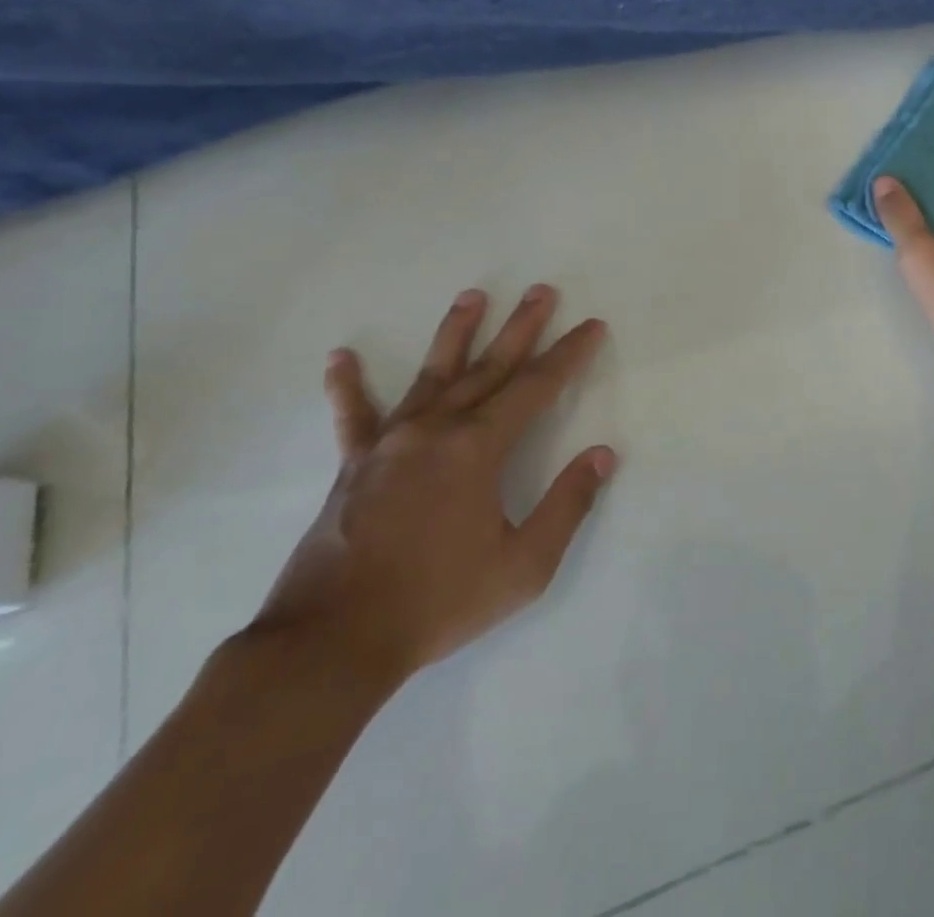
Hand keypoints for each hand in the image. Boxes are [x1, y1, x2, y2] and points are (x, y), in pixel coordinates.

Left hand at [248, 286, 616, 685]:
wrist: (331, 643)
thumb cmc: (438, 602)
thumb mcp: (523, 566)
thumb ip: (568, 505)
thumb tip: (602, 455)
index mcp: (478, 448)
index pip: (536, 386)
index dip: (569, 354)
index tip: (591, 325)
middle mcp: (436, 430)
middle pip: (489, 366)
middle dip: (521, 326)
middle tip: (542, 290)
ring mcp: (390, 444)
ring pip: (432, 375)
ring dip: (455, 333)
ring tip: (473, 296)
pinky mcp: (353, 466)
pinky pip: (353, 417)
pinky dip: (347, 387)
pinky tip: (340, 358)